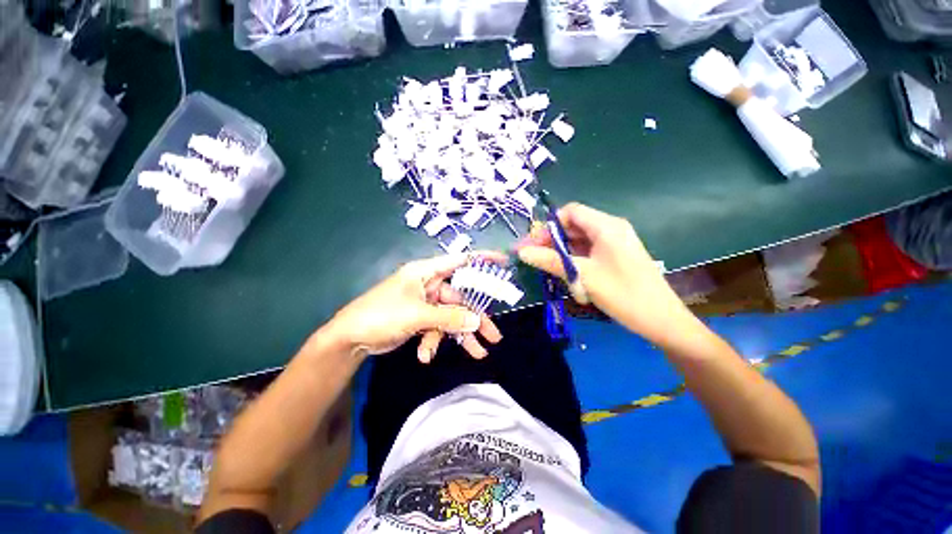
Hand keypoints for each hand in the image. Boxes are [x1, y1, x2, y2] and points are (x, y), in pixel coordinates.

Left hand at [326, 252, 502, 362]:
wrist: (350, 339)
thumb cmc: (381, 315)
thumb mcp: (417, 315)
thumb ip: (448, 318)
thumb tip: (476, 322)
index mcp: (426, 272)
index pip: (460, 260)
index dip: (482, 260)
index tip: (503, 262)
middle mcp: (429, 284)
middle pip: (461, 298)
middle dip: (476, 318)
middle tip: (494, 335)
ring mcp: (426, 302)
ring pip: (452, 316)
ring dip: (460, 335)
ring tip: (478, 353)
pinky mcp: (421, 318)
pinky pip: (437, 327)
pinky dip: (435, 341)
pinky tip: (426, 355)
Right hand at [517, 203, 688, 344]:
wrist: (662, 320)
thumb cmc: (623, 294)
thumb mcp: (582, 275)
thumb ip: (550, 261)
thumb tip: (522, 252)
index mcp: (606, 226)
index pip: (570, 212)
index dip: (550, 225)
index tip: (535, 244)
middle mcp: (611, 229)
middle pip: (573, 226)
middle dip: (552, 240)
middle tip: (534, 258)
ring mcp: (614, 243)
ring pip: (579, 240)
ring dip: (562, 253)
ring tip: (549, 270)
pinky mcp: (615, 256)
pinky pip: (588, 251)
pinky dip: (574, 260)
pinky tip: (568, 275)